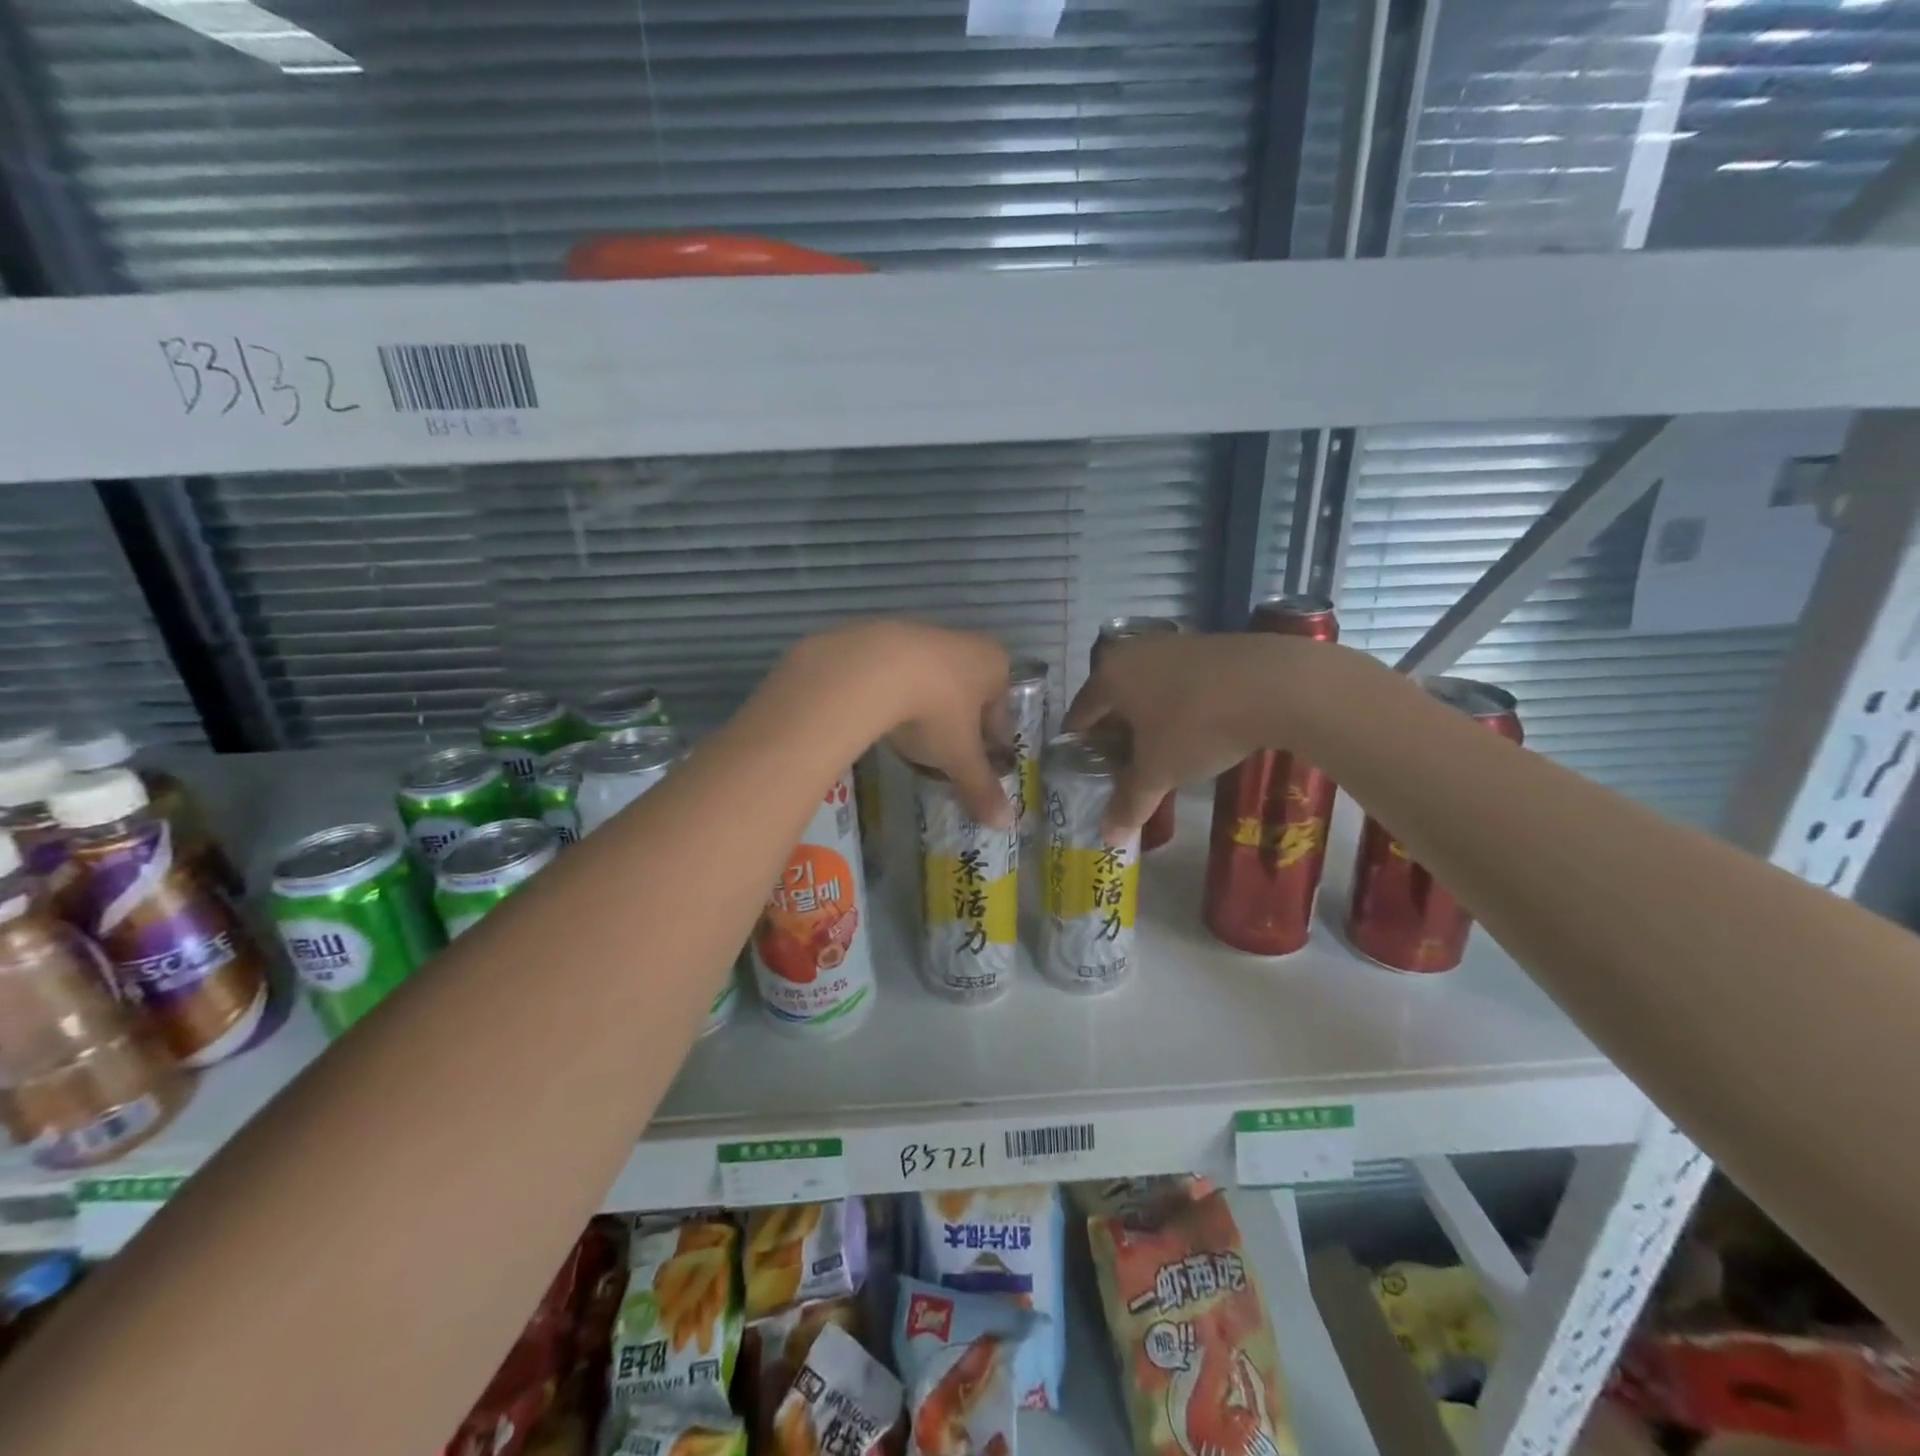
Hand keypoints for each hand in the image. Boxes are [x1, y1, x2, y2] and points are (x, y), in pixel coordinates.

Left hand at [782, 621, 1014, 828]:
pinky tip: (882, 718)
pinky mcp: (884, 637)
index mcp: (995, 665)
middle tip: (943, 756)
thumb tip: (1005, 824)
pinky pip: (899, 675)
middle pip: (968, 694)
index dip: (990, 743)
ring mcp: (923, 635)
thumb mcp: (959, 756)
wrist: (871, 669)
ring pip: (933, 682)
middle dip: (958, 725)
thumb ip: (981, 787)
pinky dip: (896, 696)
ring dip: (926, 708)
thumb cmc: (935, 711)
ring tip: (910, 740)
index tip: (976, 765)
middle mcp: (965, 643)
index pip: (1000, 711)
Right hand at [1063, 633, 1320, 837]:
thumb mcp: (1158, 771)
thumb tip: (1108, 838)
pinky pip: (1176, 682)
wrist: (1275, 685)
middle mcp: (1134, 652)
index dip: (1080, 747)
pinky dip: (1175, 706)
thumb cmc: (1196, 726)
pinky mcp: (1208, 646)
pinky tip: (1193, 730)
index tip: (1087, 772)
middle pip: (1111, 700)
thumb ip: (1129, 802)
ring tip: (1158, 753)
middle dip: (1114, 734)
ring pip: (1145, 689)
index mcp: (1109, 676)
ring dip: (1146, 720)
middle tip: (1122, 769)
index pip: (1079, 714)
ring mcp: (1173, 644)